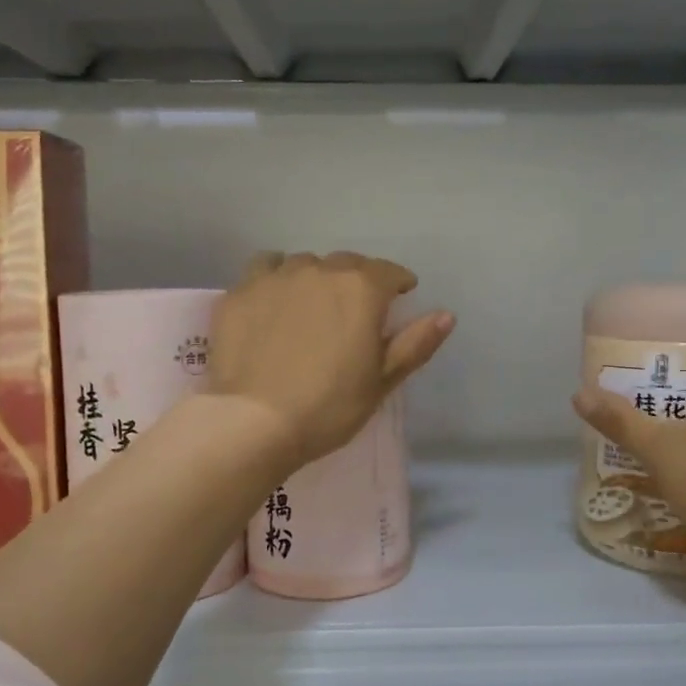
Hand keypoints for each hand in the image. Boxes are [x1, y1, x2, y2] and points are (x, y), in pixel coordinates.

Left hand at [210, 251, 455, 473]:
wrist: (255, 422)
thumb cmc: (329, 406)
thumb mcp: (382, 381)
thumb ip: (415, 343)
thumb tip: (446, 315)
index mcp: (361, 289)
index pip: (389, 272)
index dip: (398, 283)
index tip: (401, 295)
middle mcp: (320, 271)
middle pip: (346, 263)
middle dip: (357, 280)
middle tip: (355, 309)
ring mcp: (275, 278)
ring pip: (304, 263)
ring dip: (315, 277)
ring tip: (312, 304)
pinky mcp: (239, 293)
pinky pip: (264, 270)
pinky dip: (275, 278)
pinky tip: (274, 301)